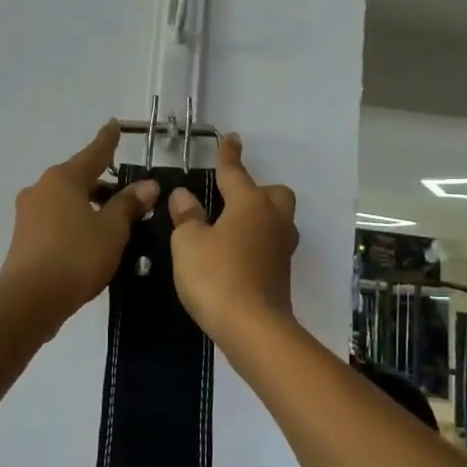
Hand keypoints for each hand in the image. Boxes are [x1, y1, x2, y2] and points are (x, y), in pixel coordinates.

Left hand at [0, 121, 157, 322]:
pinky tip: (91, 241)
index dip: (108, 140)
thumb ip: (129, 204)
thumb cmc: (77, 255)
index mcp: (64, 178)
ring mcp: (29, 214)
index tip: (114, 125)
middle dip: (104, 185)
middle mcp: (42, 188)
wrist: (30, 299)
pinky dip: (75, 223)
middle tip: (130, 197)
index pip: (94, 153)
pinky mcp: (24, 238)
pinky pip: (56, 221)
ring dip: (90, 207)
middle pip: (79, 179)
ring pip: (67, 201)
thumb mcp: (112, 229)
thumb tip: (148, 185)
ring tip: (115, 224)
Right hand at [166, 133, 298, 345]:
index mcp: (249, 204)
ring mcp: (282, 248)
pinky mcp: (282, 273)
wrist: (252, 327)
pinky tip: (236, 256)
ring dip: (259, 218)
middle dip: (257, 190)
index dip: (229, 155)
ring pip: (277, 220)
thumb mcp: (188, 244)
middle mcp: (272, 220)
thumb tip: (185, 196)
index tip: (231, 138)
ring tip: (231, 229)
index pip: (235, 172)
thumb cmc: (216, 276)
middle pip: (274, 194)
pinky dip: (257, 243)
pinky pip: (272, 245)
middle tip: (232, 200)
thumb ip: (187, 217)